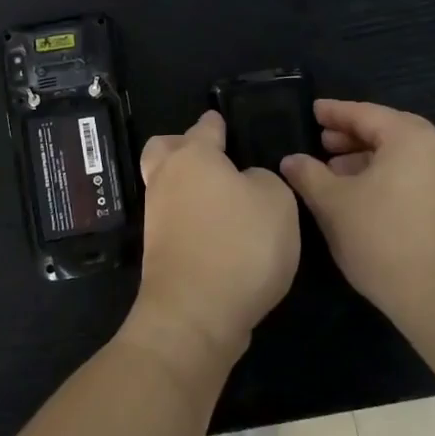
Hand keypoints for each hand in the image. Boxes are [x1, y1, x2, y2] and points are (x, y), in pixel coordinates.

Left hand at [127, 110, 299, 369]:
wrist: (195, 314)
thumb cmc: (240, 244)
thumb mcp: (277, 202)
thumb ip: (264, 180)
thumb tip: (246, 183)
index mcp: (194, 156)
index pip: (205, 127)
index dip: (217, 123)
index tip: (223, 121)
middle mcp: (167, 179)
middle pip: (164, 149)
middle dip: (182, 146)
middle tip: (213, 158)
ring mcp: (157, 216)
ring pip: (167, 185)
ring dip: (188, 186)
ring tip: (224, 198)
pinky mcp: (158, 251)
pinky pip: (174, 219)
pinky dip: (191, 218)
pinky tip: (218, 231)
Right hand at [280, 99, 434, 325]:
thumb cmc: (382, 238)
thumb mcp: (333, 203)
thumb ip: (308, 174)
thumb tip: (291, 160)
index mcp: (412, 138)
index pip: (366, 114)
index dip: (335, 112)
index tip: (313, 110)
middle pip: (390, 131)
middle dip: (353, 136)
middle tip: (323, 141)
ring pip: (405, 156)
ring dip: (370, 159)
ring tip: (337, 172)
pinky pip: (418, 176)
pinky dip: (389, 176)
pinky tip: (364, 196)